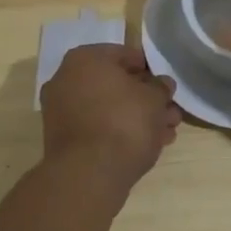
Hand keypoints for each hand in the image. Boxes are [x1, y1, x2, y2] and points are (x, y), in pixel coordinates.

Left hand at [39, 43, 181, 200]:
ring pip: (108, 108)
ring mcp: (61, 111)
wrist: (89, 175)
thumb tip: (161, 85)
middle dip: (145, 99)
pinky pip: (97, 128)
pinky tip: (146, 146)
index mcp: (85, 59)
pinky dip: (119, 133)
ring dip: (137, 118)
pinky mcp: (63, 140)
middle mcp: (67, 79)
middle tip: (169, 113)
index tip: (166, 87)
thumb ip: (161, 87)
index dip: (150, 70)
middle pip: (116, 85)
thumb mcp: (154, 98)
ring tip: (165, 134)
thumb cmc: (124, 122)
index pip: (125, 55)